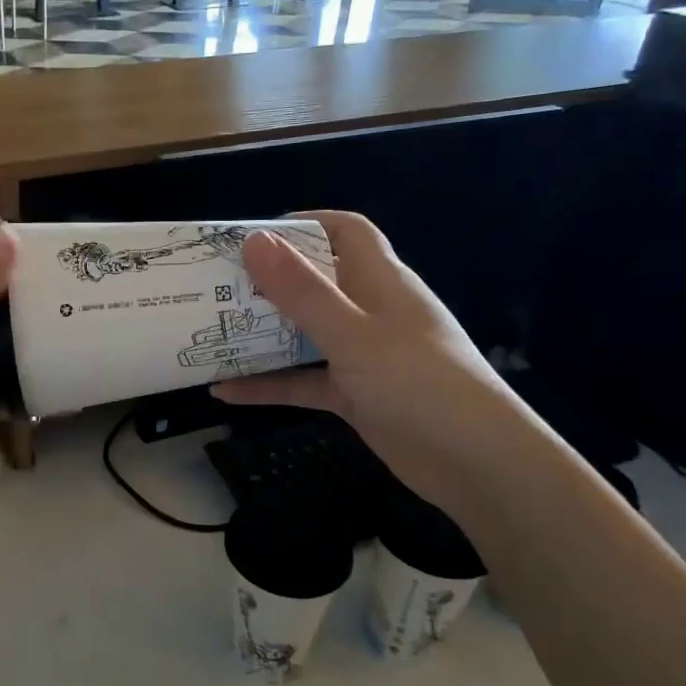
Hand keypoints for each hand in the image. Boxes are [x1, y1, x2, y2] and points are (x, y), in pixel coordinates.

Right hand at [213, 212, 522, 518]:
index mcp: (380, 280)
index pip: (346, 232)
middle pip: (316, 283)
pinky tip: (224, 391)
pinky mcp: (354, 395)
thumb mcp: (352, 333)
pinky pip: (304, 381)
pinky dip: (269, 385)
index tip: (255, 234)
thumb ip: (302, 291)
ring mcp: (362, 356)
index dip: (305, 224)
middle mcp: (371, 311)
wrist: (474, 461)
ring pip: (304, 335)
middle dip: (269, 282)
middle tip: (217, 286)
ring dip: (262, 335)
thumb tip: (254, 240)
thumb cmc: (418, 381)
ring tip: (211, 332)